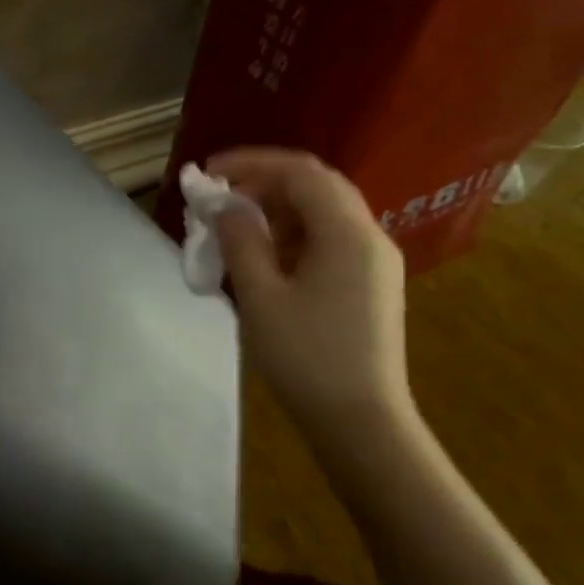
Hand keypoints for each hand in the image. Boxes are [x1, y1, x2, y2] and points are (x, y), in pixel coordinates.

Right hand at [209, 149, 413, 444]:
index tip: (209, 173)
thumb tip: (226, 206)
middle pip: (316, 186)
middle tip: (219, 199)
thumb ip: (241, 241)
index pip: (300, 172)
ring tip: (234, 229)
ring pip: (323, 213)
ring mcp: (374, 261)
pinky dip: (293, 234)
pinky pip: (330, 240)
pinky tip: (264, 258)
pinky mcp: (370, 284)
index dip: (252, 163)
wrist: (361, 421)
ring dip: (277, 209)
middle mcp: (369, 236)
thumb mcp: (261, 297)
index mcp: (346, 233)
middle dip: (264, 182)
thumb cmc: (306, 357)